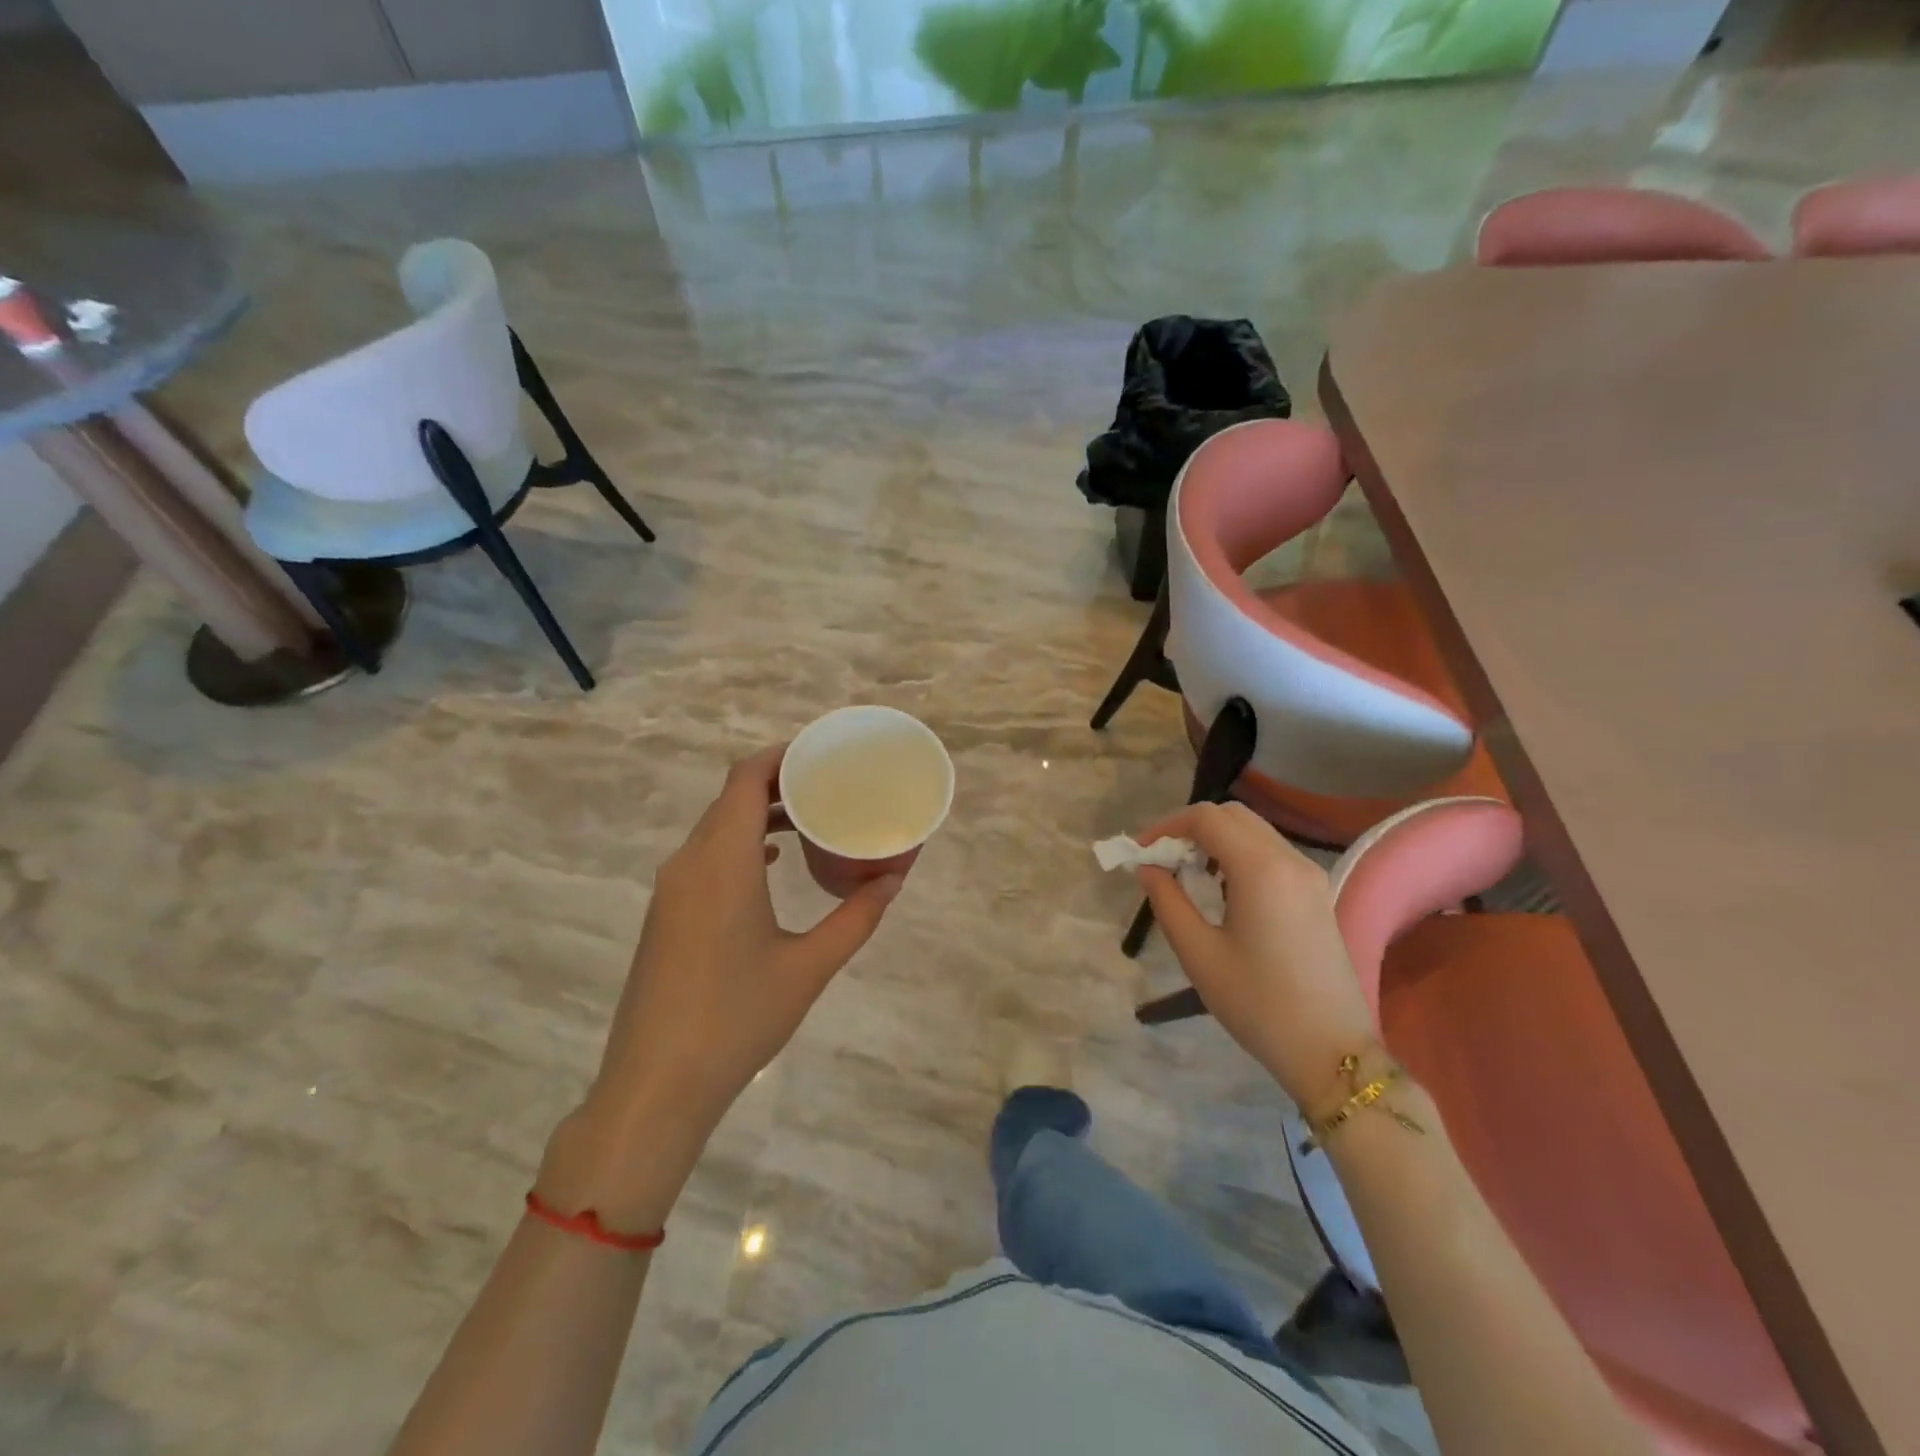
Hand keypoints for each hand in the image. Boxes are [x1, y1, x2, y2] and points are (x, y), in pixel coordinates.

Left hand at [548, 746, 901, 1219]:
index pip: (745, 778)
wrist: (655, 1084)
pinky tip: (772, 864)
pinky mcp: (665, 914)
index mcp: (722, 861)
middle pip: (730, 798)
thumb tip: (896, 879)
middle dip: (778, 783)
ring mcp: (671, 889)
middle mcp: (689, 862)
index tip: (822, 753)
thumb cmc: (738, 1018)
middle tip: (829, 785)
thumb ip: (857, 917)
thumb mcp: (810, 967)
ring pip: (715, 828)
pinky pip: (705, 857)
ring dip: (759, 815)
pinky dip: (740, 845)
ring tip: (810, 820)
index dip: (781, 756)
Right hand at [1137, 802, 1376, 1108]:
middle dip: (1191, 828)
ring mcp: (1310, 876)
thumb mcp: (1199, 954)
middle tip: (1163, 860)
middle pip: (1233, 815)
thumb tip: (1149, 868)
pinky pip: (1271, 854)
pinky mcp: (1317, 894)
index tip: (1141, 852)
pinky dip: (1239, 855)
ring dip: (1216, 840)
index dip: (1167, 826)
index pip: (1207, 818)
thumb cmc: (1258, 1003)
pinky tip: (1222, 891)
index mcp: (1261, 869)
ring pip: (1254, 832)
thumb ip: (1168, 901)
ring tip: (1187, 875)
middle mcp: (1290, 860)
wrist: (1332, 1052)